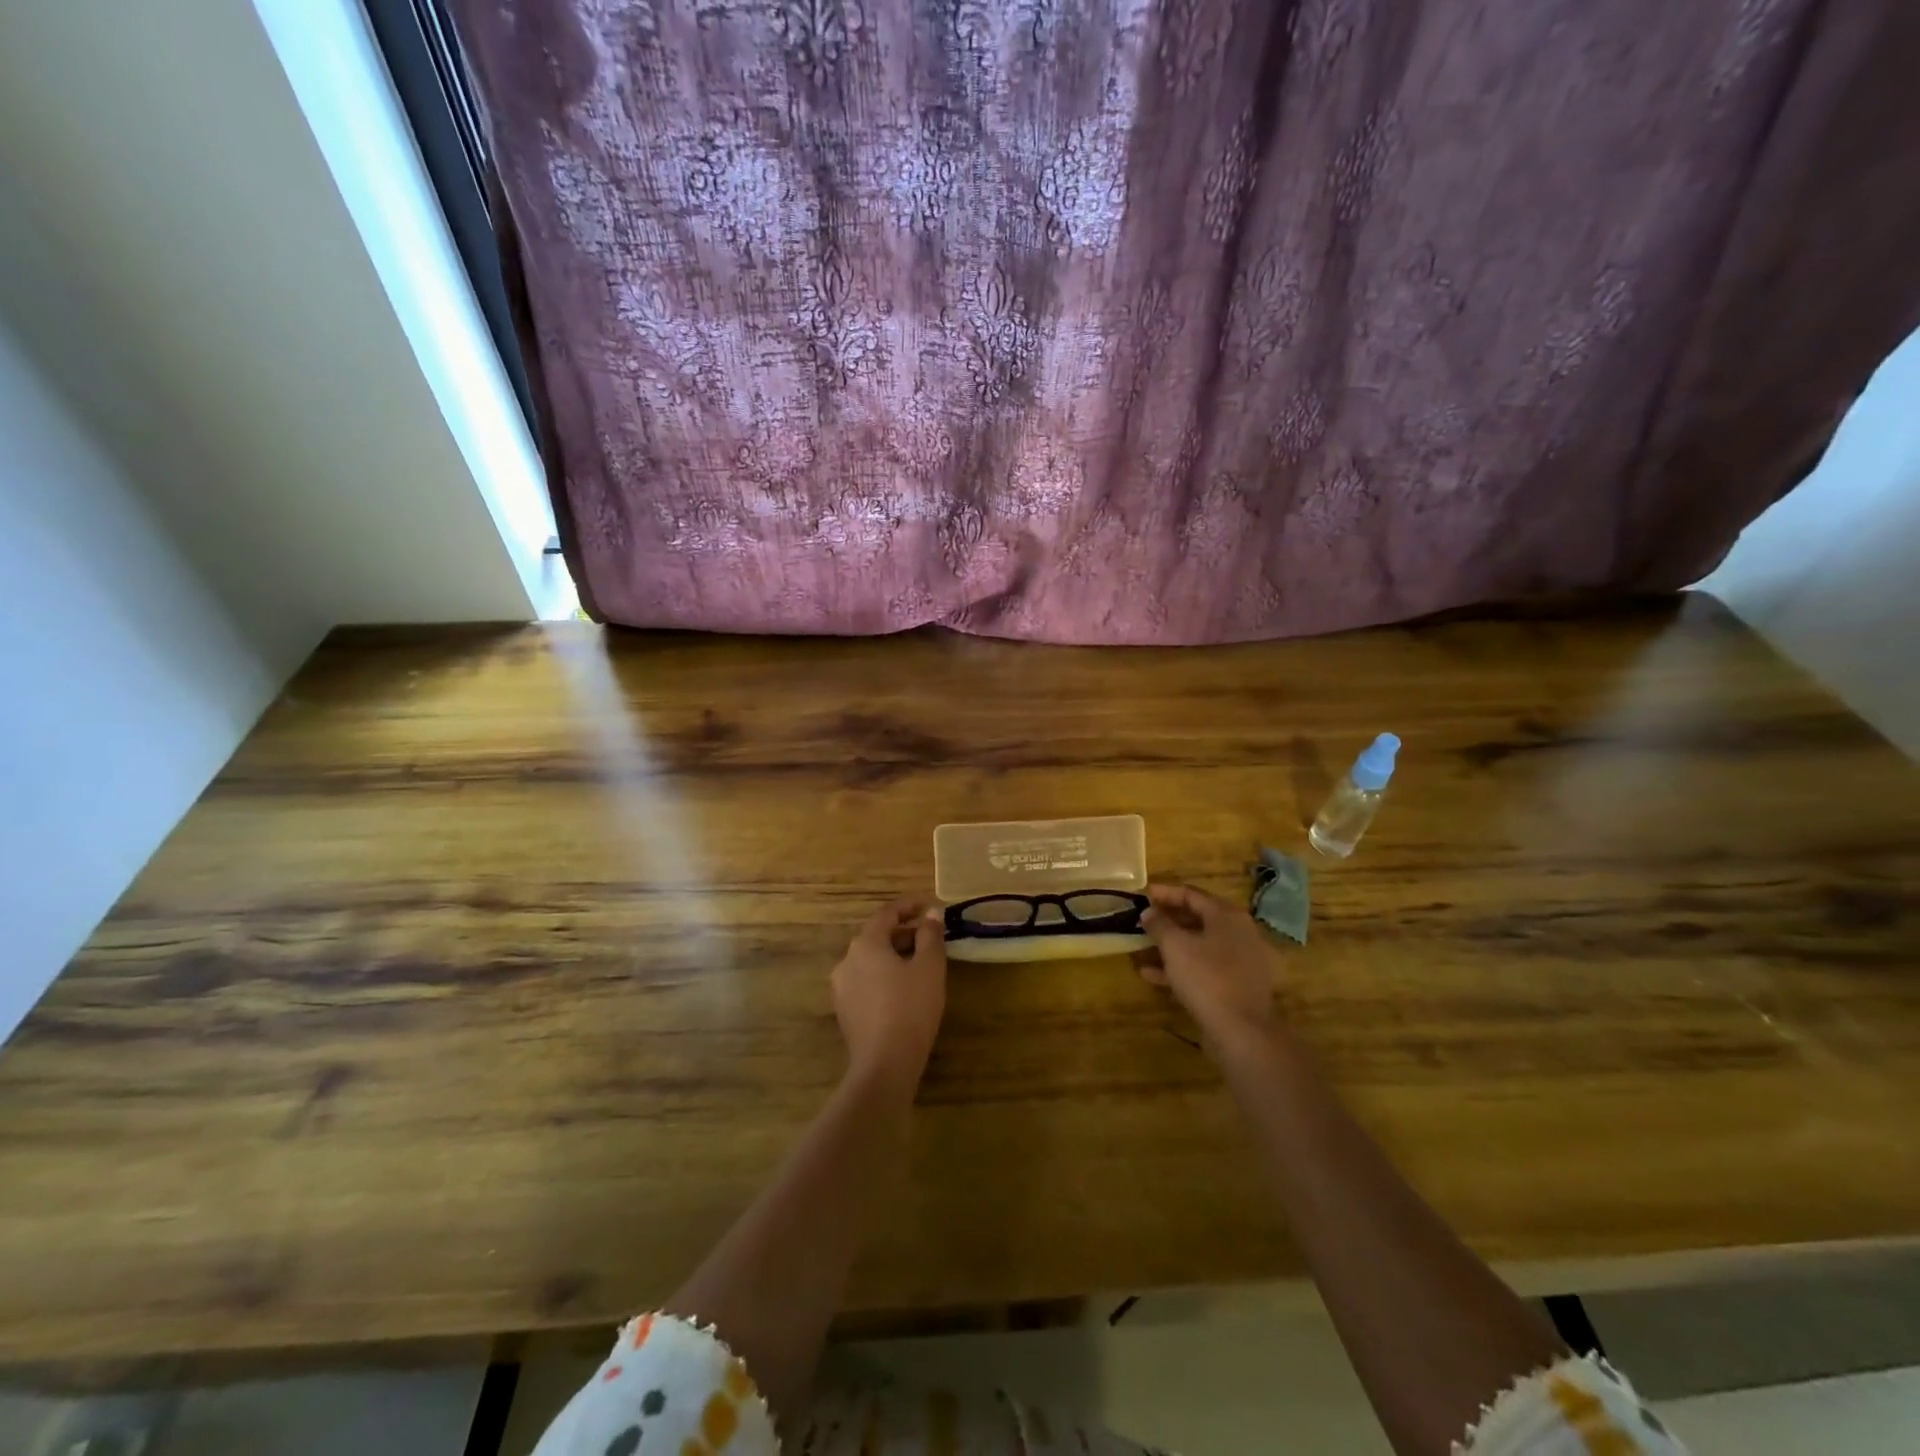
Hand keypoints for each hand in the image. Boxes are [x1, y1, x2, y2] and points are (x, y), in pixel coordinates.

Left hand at [831, 898, 947, 1094]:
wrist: (884, 1064)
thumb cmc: (911, 1008)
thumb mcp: (929, 967)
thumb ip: (930, 935)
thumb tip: (931, 913)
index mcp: (866, 943)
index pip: (887, 913)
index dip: (909, 906)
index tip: (929, 905)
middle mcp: (847, 960)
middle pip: (877, 936)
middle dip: (905, 933)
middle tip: (931, 937)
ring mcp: (842, 987)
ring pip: (871, 960)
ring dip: (895, 955)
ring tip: (922, 963)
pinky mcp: (845, 1010)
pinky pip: (867, 981)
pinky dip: (885, 975)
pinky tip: (905, 989)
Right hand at [1137, 883, 1281, 1053]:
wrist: (1242, 1031)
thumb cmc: (1207, 977)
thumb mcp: (1175, 946)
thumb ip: (1159, 924)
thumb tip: (1149, 912)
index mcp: (1227, 916)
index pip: (1192, 894)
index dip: (1165, 893)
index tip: (1142, 894)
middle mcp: (1240, 933)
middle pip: (1198, 918)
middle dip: (1168, 920)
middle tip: (1143, 920)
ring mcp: (1242, 961)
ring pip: (1200, 945)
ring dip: (1171, 945)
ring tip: (1142, 948)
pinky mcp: (1238, 985)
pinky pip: (1206, 967)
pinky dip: (1182, 967)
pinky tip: (1153, 975)